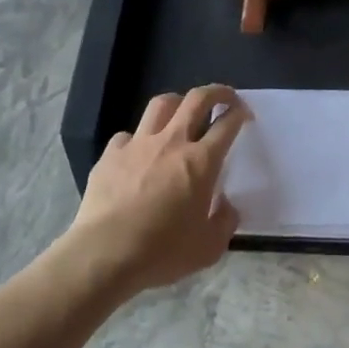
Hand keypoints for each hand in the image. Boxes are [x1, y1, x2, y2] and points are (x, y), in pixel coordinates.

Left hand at [69, 86, 248, 295]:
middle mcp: (172, 142)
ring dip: (176, 103)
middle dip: (216, 92)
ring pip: (161, 104)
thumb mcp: (208, 248)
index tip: (244, 115)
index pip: (227, 123)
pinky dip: (136, 139)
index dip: (240, 113)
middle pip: (197, 99)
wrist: (104, 255)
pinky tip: (137, 153)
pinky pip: (127, 135)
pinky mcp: (111, 154)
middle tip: (223, 98)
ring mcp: (139, 144)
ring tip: (180, 112)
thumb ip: (225, 222)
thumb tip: (226, 206)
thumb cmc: (161, 251)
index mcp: (201, 161)